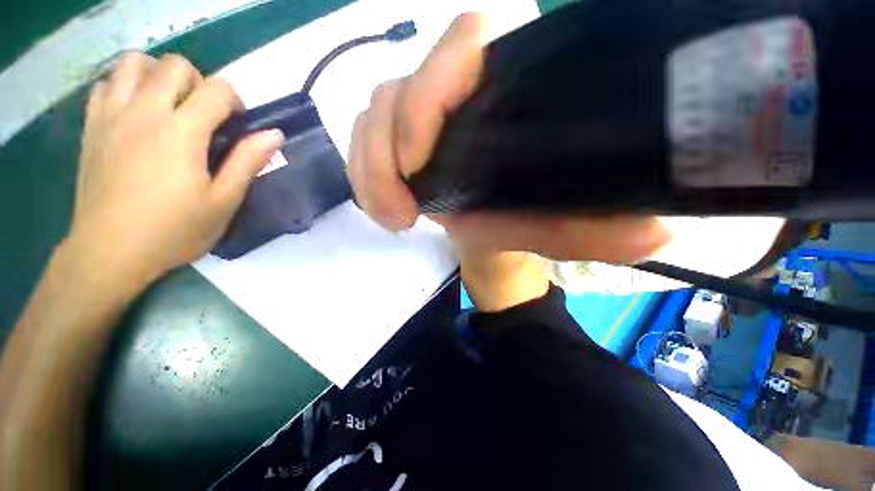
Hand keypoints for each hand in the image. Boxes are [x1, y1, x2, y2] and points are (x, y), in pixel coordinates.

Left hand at [68, 52, 283, 287]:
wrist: (110, 252)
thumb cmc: (174, 230)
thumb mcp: (224, 201)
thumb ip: (248, 162)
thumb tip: (275, 134)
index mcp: (181, 132)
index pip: (217, 89)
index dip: (234, 101)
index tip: (236, 124)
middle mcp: (144, 112)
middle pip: (175, 65)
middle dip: (199, 82)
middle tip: (203, 114)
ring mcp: (112, 116)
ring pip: (134, 63)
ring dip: (158, 75)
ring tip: (169, 104)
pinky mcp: (92, 127)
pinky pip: (106, 83)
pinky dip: (125, 86)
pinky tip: (136, 112)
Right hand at [347, 13, 670, 262]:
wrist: (497, 235)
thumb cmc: (528, 223)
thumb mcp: (563, 226)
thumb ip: (600, 228)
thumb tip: (655, 235)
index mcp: (508, 94)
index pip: (465, 42)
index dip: (430, 93)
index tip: (419, 162)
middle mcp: (460, 95)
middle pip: (398, 88)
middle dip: (385, 152)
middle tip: (403, 210)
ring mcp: (422, 119)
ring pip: (371, 115)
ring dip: (370, 171)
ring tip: (394, 217)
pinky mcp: (399, 144)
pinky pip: (362, 142)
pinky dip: (362, 175)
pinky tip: (383, 209)